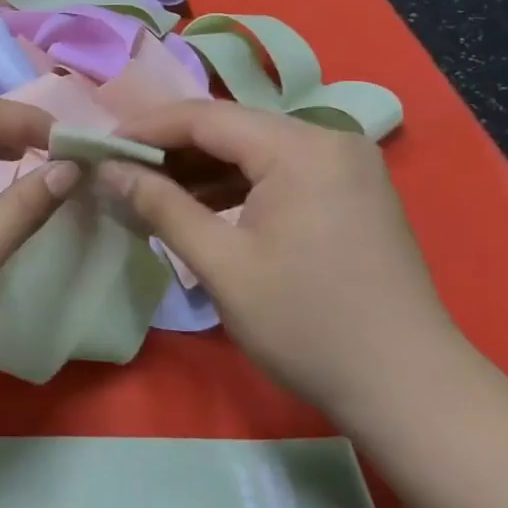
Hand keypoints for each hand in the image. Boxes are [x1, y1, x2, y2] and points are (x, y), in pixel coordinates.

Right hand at [100, 101, 471, 427]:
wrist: (409, 390)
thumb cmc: (307, 325)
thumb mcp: (221, 264)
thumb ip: (160, 206)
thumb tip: (107, 169)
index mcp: (300, 148)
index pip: (204, 117)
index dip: (145, 128)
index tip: (98, 146)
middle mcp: (328, 139)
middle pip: (230, 127)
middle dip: (170, 148)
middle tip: (118, 171)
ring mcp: (345, 165)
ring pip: (252, 149)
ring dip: (199, 168)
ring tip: (148, 191)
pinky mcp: (350, 191)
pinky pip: (277, 171)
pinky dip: (234, 185)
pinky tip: (200, 208)